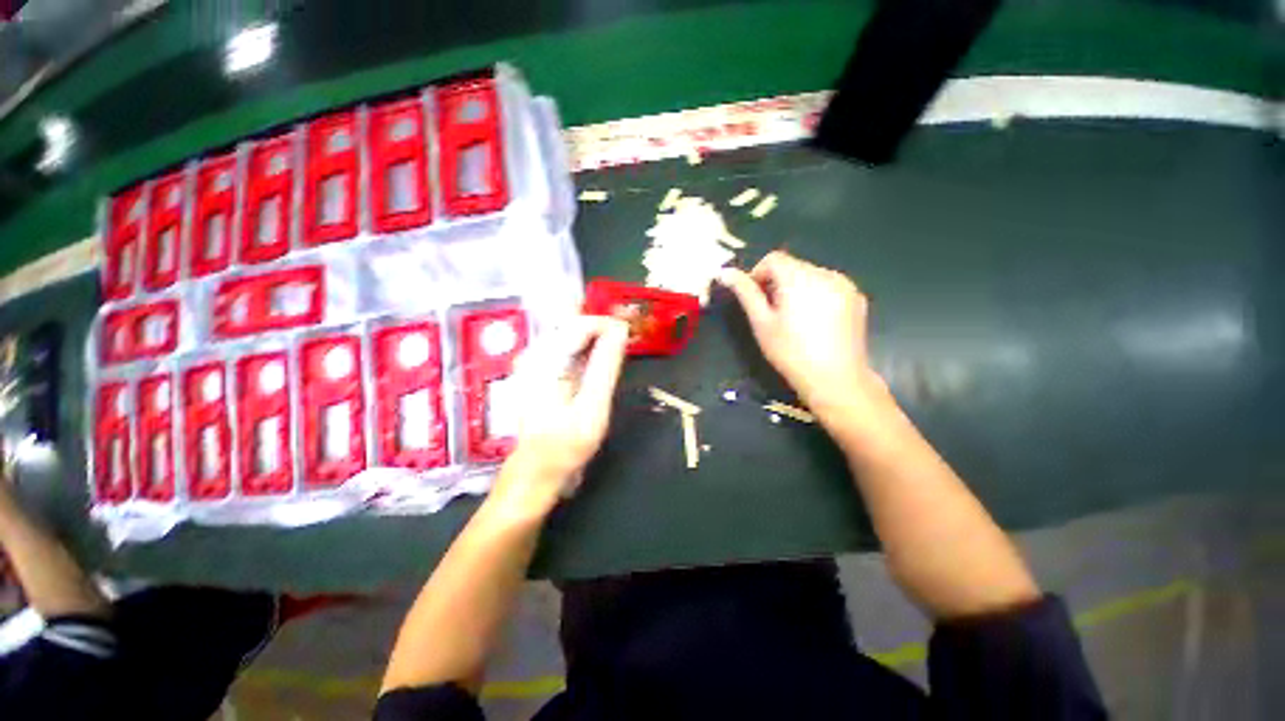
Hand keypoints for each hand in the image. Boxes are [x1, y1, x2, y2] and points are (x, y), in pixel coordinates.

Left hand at [491, 316, 629, 512]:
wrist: (537, 469)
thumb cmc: (565, 444)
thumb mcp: (592, 406)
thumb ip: (605, 366)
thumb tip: (621, 330)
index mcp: (544, 360)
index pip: (579, 323)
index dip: (607, 323)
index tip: (630, 333)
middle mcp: (535, 354)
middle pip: (574, 325)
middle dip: (603, 329)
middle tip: (628, 339)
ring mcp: (535, 362)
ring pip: (572, 336)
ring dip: (597, 338)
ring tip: (619, 348)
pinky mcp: (541, 371)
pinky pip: (568, 349)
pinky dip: (588, 350)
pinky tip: (601, 361)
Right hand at [719, 251, 880, 416]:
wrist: (836, 379)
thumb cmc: (791, 352)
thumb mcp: (761, 322)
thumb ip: (745, 293)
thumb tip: (724, 272)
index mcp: (799, 277)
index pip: (773, 258)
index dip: (758, 274)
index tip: (756, 299)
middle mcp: (825, 273)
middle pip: (793, 266)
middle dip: (778, 283)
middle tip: (773, 314)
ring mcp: (845, 284)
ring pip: (811, 275)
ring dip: (797, 288)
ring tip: (795, 320)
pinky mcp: (857, 297)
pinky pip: (829, 286)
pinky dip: (817, 295)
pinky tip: (816, 323)